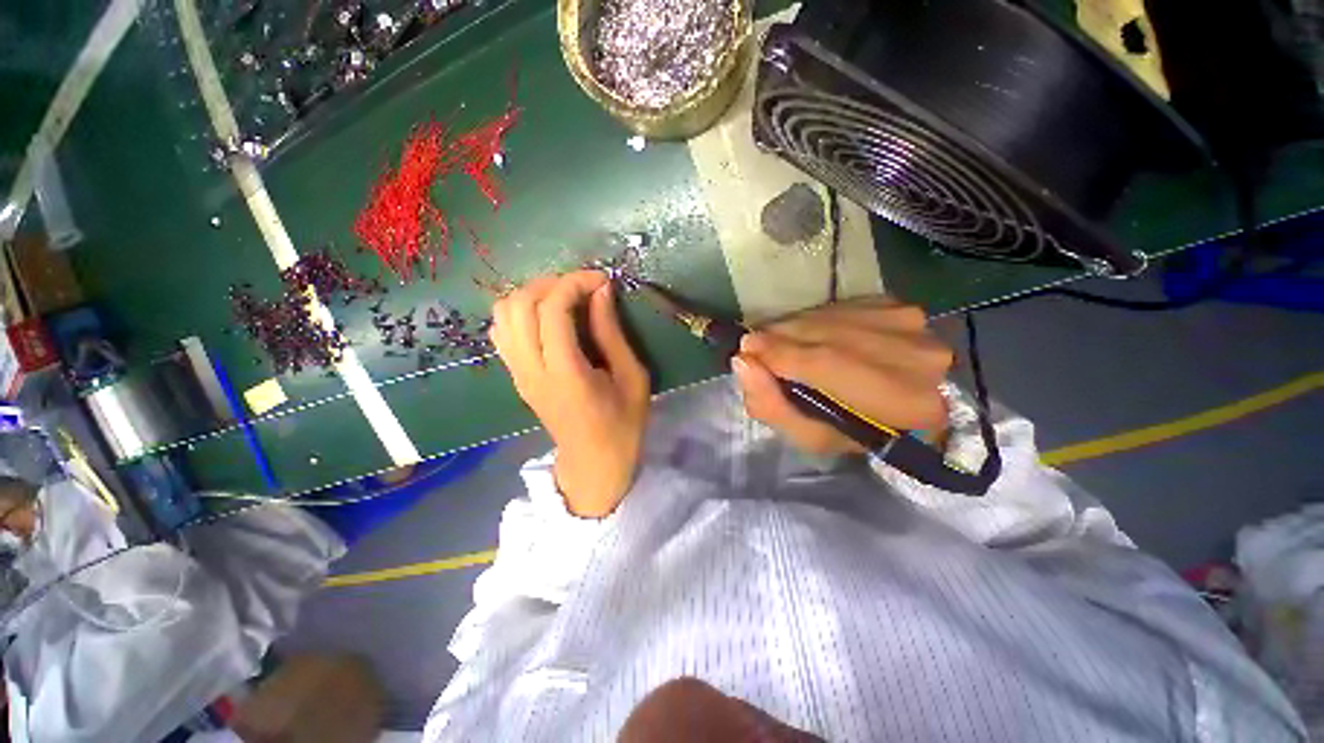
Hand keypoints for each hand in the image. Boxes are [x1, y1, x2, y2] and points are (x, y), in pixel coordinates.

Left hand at [490, 271, 650, 517]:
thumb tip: (600, 292)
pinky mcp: (515, 376)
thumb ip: (612, 332)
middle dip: (551, 283)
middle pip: (519, 305)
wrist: (594, 463)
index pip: (553, 309)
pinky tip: (546, 318)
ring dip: (532, 295)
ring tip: (563, 298)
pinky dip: (519, 313)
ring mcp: (518, 373)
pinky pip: (502, 332)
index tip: (601, 280)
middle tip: (582, 287)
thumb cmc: (623, 423)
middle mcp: (532, 369)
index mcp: (566, 372)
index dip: (575, 283)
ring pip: (503, 314)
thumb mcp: (632, 377)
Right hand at [731, 298, 953, 455]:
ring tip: (777, 344)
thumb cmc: (852, 432)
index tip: (746, 351)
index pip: (829, 365)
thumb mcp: (808, 436)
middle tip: (755, 347)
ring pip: (831, 317)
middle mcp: (917, 356)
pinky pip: (839, 308)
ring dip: (793, 328)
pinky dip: (813, 320)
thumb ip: (771, 405)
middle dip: (780, 338)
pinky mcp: (899, 306)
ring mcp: (911, 324)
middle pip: (827, 335)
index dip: (781, 354)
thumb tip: (742, 362)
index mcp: (902, 404)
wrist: (900, 408)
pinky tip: (807, 336)